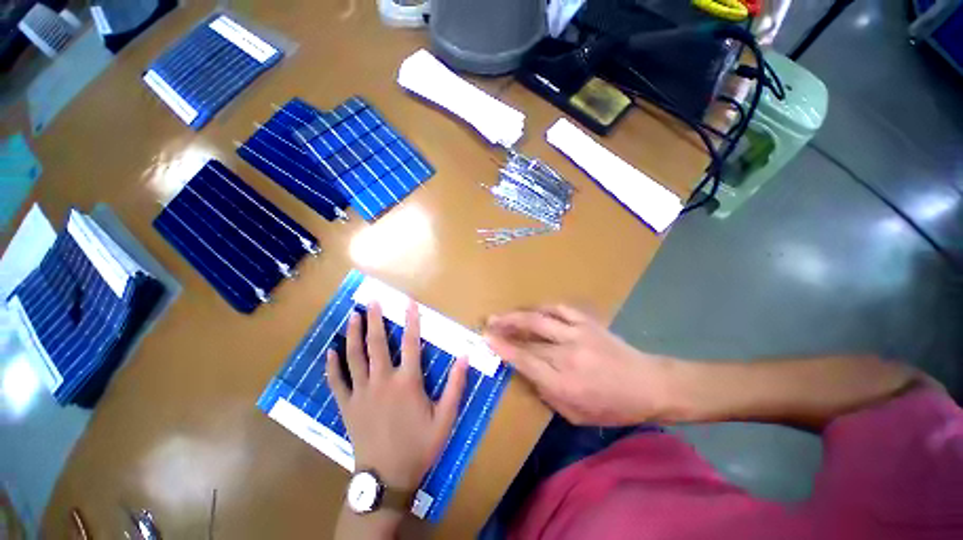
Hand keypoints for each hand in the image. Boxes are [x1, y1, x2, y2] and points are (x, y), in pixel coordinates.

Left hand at [326, 301, 466, 489]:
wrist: (387, 478)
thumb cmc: (419, 446)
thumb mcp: (445, 417)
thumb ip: (456, 385)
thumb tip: (465, 356)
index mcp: (407, 382)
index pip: (412, 343)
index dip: (412, 320)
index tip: (409, 302)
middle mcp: (382, 381)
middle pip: (377, 344)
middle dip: (375, 320)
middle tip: (372, 301)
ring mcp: (361, 392)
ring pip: (354, 357)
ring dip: (353, 334)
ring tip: (353, 316)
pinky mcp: (347, 405)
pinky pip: (337, 381)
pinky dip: (332, 365)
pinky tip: (330, 351)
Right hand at [484, 305, 678, 425]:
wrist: (649, 385)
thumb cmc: (613, 407)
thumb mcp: (576, 415)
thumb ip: (547, 394)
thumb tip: (528, 373)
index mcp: (563, 383)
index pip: (525, 361)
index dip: (503, 349)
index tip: (487, 339)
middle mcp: (567, 356)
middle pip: (529, 337)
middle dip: (505, 328)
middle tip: (489, 322)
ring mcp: (578, 335)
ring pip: (540, 319)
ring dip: (518, 315)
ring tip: (504, 314)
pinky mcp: (588, 323)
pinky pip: (561, 309)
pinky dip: (544, 308)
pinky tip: (535, 310)